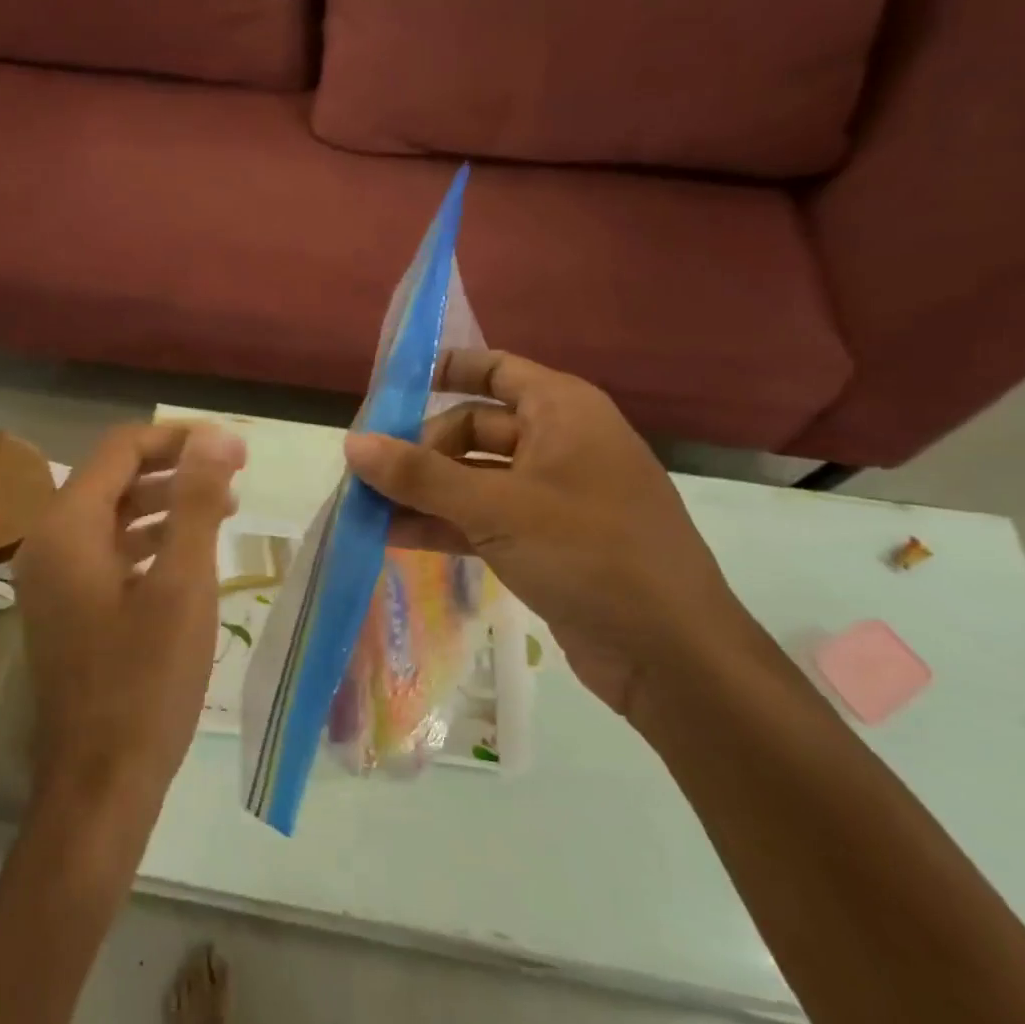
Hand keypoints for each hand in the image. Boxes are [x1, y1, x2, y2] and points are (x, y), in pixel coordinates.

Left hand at [12, 422, 246, 831]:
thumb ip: (197, 502)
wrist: (100, 785)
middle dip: (176, 468)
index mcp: (69, 527)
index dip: (180, 438)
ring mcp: (54, 577)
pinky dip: (151, 540)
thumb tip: (216, 436)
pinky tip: (191, 552)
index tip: (234, 449)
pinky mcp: (68, 606)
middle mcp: (50, 541)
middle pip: (115, 476)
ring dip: (167, 502)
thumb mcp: (183, 585)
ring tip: (224, 508)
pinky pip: (110, 551)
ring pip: (114, 514)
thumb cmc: (145, 683)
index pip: (122, 448)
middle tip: (236, 474)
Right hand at [344, 349, 756, 718]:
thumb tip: (351, 443)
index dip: (443, 371)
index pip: (494, 368)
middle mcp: (560, 442)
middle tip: (368, 475)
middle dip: (420, 450)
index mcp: (562, 410)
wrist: (672, 655)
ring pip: (475, 478)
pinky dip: (446, 525)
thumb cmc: (589, 553)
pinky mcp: (549, 542)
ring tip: (366, 507)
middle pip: (474, 428)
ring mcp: (555, 495)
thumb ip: (420, 475)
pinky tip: (395, 538)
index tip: (388, 390)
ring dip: (425, 492)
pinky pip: (486, 519)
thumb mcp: (496, 507)